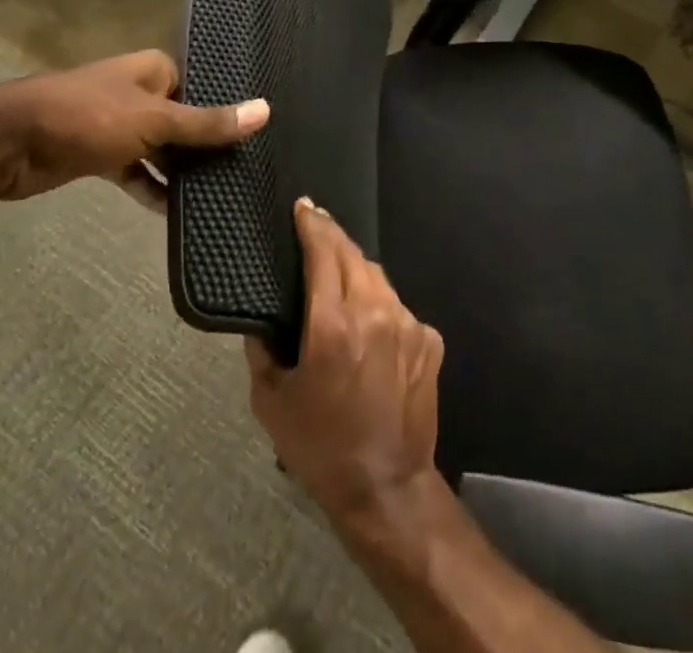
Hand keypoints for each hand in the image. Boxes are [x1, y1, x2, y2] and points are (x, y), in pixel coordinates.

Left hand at [0, 49, 268, 205]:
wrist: (8, 142)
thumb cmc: (88, 117)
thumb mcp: (155, 120)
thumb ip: (208, 122)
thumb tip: (266, 110)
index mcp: (155, 70)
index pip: (203, 87)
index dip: (226, 111)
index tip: (256, 138)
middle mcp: (139, 92)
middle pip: (184, 118)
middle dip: (206, 145)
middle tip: (244, 170)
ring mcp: (118, 124)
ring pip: (161, 147)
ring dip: (180, 169)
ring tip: (220, 194)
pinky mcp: (99, 154)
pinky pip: (135, 170)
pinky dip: (151, 187)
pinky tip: (174, 212)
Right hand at [246, 200, 444, 535]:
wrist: (387, 487)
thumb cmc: (320, 447)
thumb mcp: (272, 402)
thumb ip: (263, 349)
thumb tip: (263, 318)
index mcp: (334, 323)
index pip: (323, 252)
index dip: (312, 224)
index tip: (303, 206)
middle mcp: (375, 311)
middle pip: (353, 254)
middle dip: (332, 236)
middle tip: (315, 227)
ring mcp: (408, 322)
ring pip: (378, 277)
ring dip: (356, 269)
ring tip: (339, 273)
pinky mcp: (430, 338)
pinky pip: (398, 307)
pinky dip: (379, 304)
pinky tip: (368, 324)